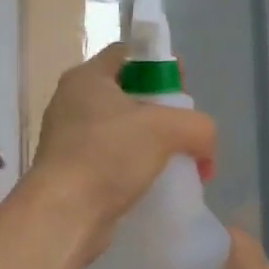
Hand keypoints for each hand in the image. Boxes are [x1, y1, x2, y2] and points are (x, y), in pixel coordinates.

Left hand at [29, 44, 216, 252]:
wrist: (64, 215)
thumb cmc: (108, 156)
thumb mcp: (167, 129)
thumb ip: (198, 127)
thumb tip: (205, 149)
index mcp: (86, 78)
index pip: (128, 53)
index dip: (160, 63)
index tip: (184, 87)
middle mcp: (73, 103)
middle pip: (129, 93)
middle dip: (162, 110)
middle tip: (186, 129)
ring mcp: (69, 139)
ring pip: (122, 131)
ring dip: (151, 144)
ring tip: (178, 161)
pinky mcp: (73, 173)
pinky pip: (113, 161)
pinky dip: (136, 169)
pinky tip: (158, 184)